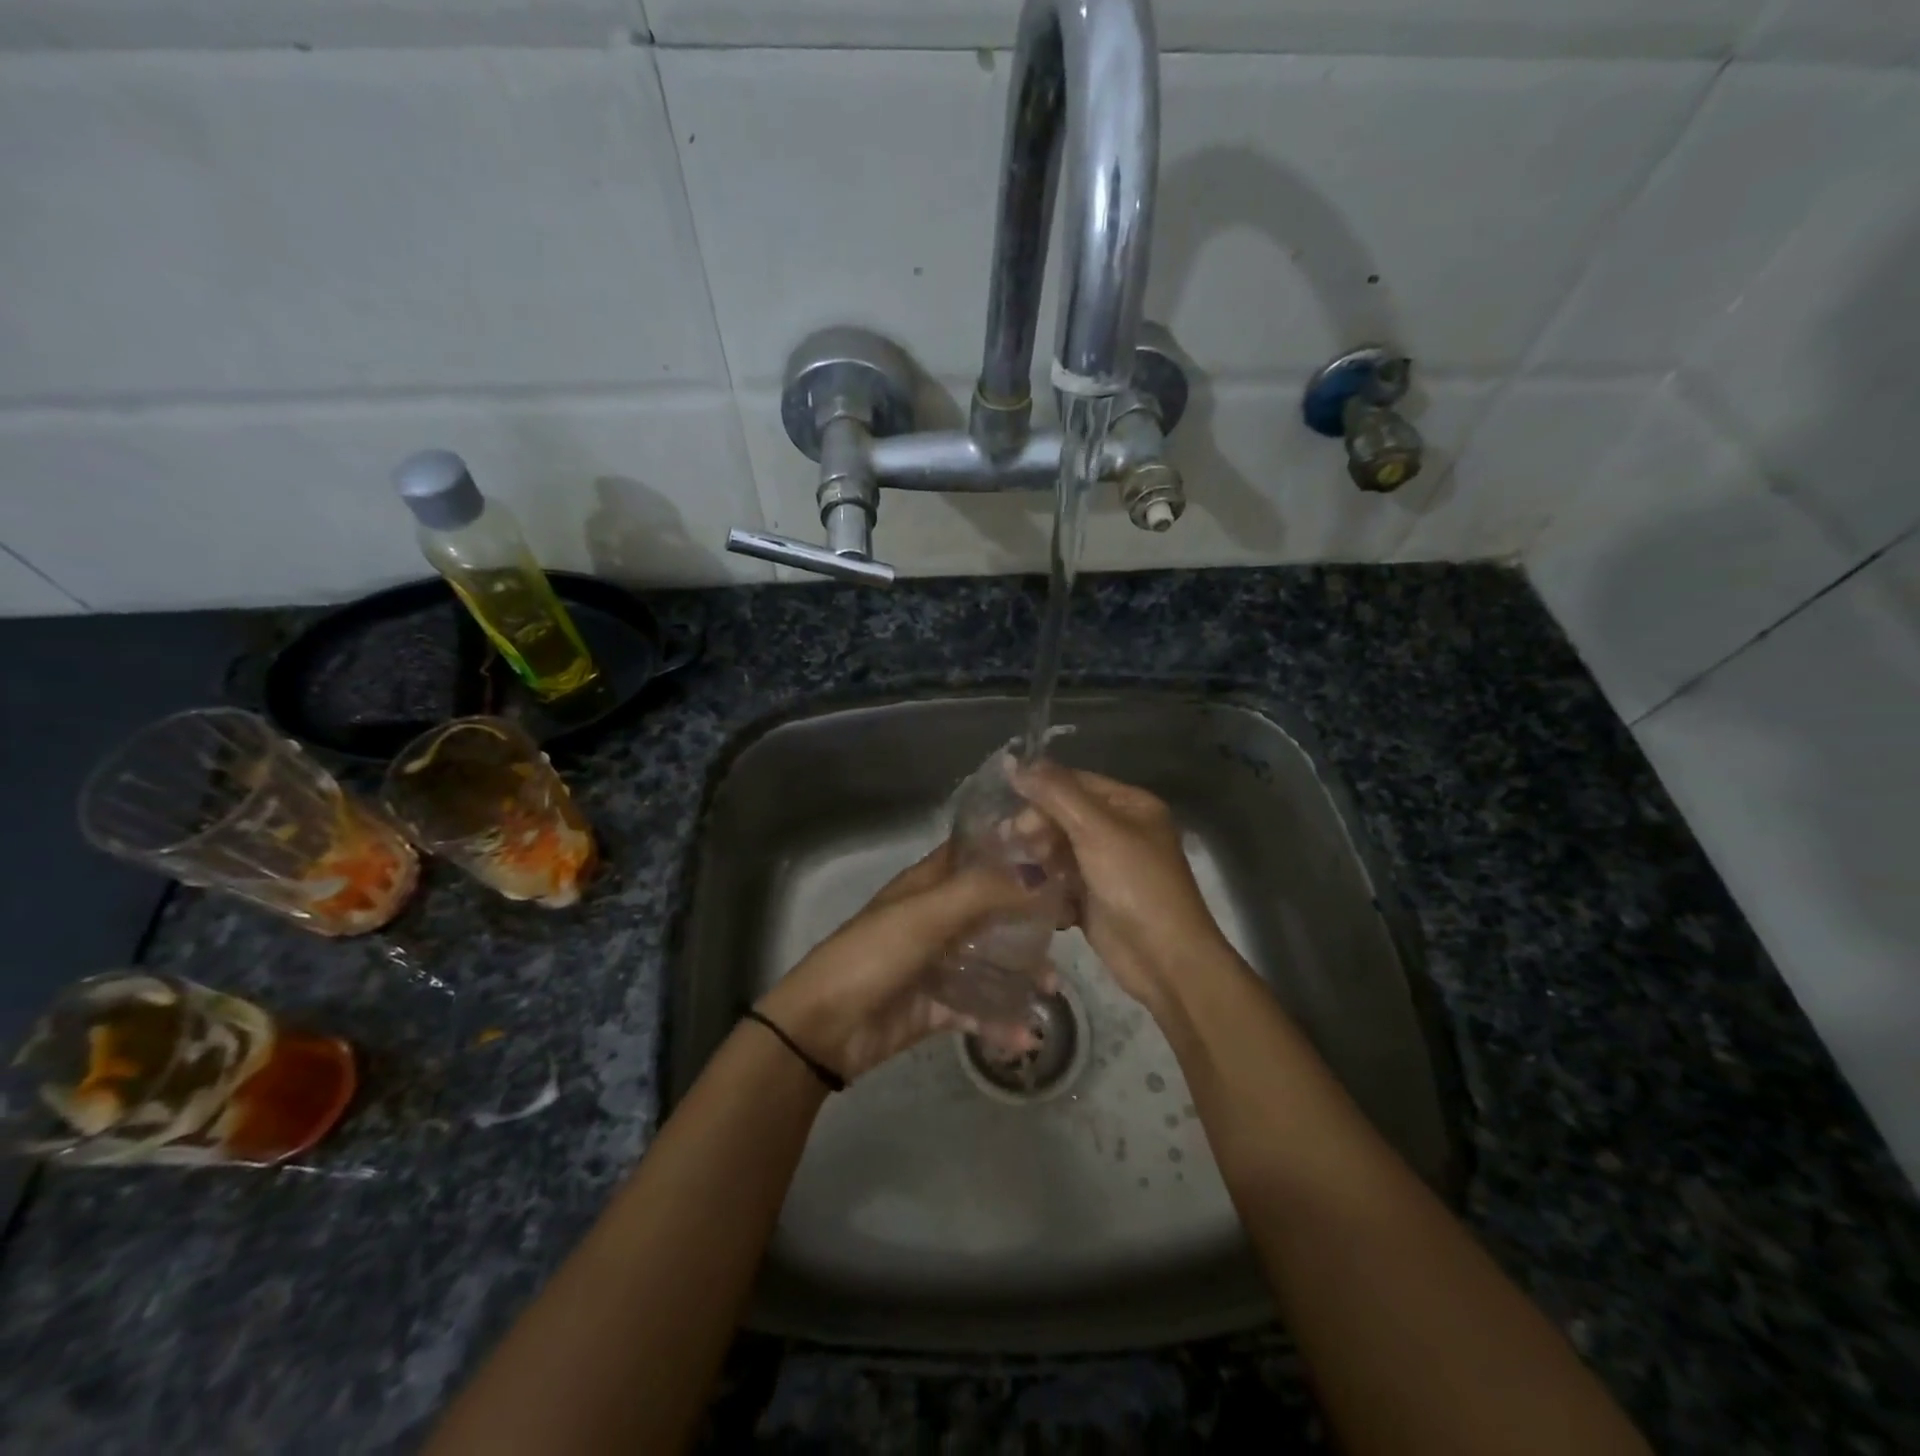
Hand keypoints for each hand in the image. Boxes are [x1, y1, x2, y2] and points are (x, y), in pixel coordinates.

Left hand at [755, 841, 1043, 1082]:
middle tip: (1072, 926)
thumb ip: (983, 892)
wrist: (824, 1028)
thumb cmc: (873, 955)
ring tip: (1053, 989)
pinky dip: (1001, 1021)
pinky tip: (1027, 1036)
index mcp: (928, 885)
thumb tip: (1041, 873)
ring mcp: (937, 963)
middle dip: (1030, 917)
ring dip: (1022, 973)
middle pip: (992, 908)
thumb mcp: (927, 915)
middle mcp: (936, 917)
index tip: (1062, 852)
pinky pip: (978, 1009)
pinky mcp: (936, 1005)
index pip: (977, 854)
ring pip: (990, 960)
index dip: (1014, 849)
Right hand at [1009, 761, 1232, 1014]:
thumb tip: (1015, 762)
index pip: (1075, 783)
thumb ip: (1056, 793)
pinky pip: (1062, 882)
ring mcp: (1108, 867)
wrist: (1165, 959)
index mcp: (1131, 805)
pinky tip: (1035, 897)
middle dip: (1037, 828)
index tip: (1012, 813)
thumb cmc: (1135, 885)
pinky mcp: (1095, 899)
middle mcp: (1121, 831)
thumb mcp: (1096, 830)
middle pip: (1064, 816)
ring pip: (1059, 850)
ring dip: (1038, 858)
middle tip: (1014, 845)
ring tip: (1022, 873)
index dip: (1041, 793)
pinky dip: (1047, 887)